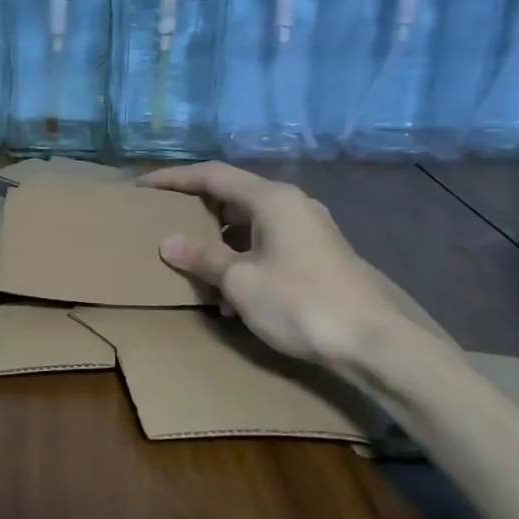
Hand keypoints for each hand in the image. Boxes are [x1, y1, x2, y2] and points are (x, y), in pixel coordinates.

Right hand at [139, 162, 401, 369]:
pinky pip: (267, 245)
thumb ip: (203, 257)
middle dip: (196, 211)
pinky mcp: (318, 255)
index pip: (212, 175)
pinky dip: (242, 260)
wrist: (375, 343)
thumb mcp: (240, 281)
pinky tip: (231, 297)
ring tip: (194, 267)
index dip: (174, 178)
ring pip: (249, 224)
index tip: (143, 186)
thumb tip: (169, 242)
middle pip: (232, 196)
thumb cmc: (301, 302)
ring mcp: (308, 229)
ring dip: (219, 242)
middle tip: (164, 223)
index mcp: (271, 198)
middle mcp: (291, 204)